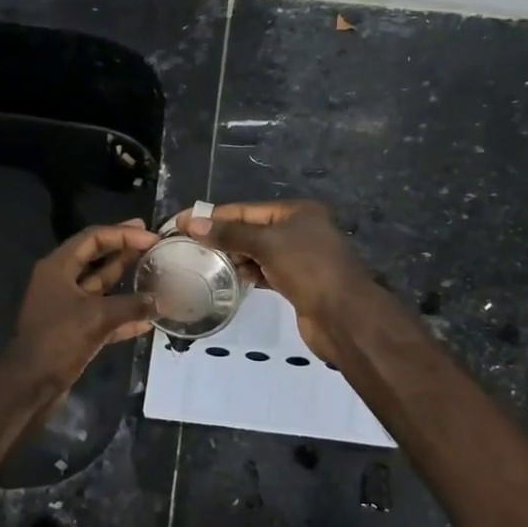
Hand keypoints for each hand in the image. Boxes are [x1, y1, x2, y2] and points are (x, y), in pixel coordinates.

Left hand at [3, 221, 157, 388]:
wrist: (31, 385)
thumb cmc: (59, 340)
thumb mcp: (98, 317)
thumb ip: (132, 305)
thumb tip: (160, 301)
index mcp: (58, 268)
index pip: (93, 238)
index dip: (123, 234)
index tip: (151, 235)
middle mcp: (60, 282)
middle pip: (96, 259)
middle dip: (125, 251)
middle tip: (153, 244)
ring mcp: (67, 307)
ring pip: (101, 287)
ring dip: (126, 282)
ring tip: (154, 274)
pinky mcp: (74, 330)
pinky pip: (103, 315)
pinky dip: (123, 315)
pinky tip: (148, 319)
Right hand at [176, 200, 369, 363]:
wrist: (345, 317)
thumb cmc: (309, 270)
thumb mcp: (268, 245)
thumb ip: (231, 234)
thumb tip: (194, 223)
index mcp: (297, 212)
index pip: (247, 209)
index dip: (215, 216)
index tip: (182, 223)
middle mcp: (300, 230)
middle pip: (252, 229)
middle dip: (223, 237)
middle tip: (189, 247)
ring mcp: (299, 258)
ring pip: (258, 252)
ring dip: (234, 257)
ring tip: (203, 264)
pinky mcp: (297, 282)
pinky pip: (265, 271)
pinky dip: (249, 273)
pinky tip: (230, 279)